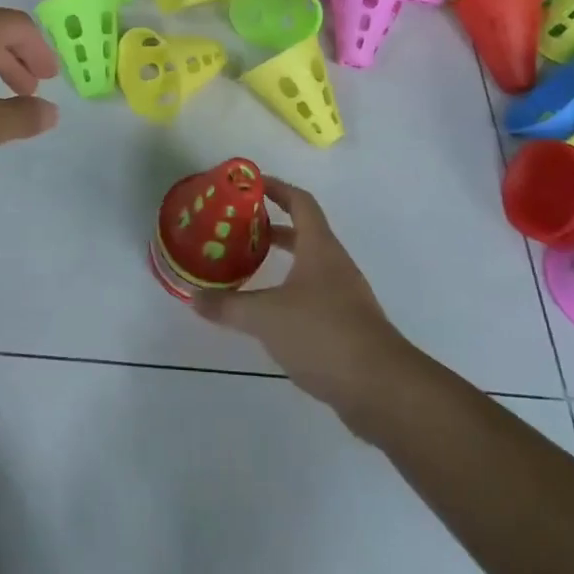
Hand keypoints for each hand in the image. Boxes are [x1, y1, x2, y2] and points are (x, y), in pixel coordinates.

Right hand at [192, 177, 413, 416]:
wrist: (381, 387)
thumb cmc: (323, 334)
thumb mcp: (265, 317)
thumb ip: (228, 306)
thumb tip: (192, 297)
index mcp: (320, 248)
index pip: (300, 202)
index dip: (277, 188)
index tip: (251, 185)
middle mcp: (335, 264)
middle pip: (304, 232)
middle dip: (272, 227)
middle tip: (238, 229)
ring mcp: (345, 296)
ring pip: (309, 266)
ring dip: (282, 261)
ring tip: (248, 268)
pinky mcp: (348, 326)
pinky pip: (314, 295)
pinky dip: (290, 292)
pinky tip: (270, 313)